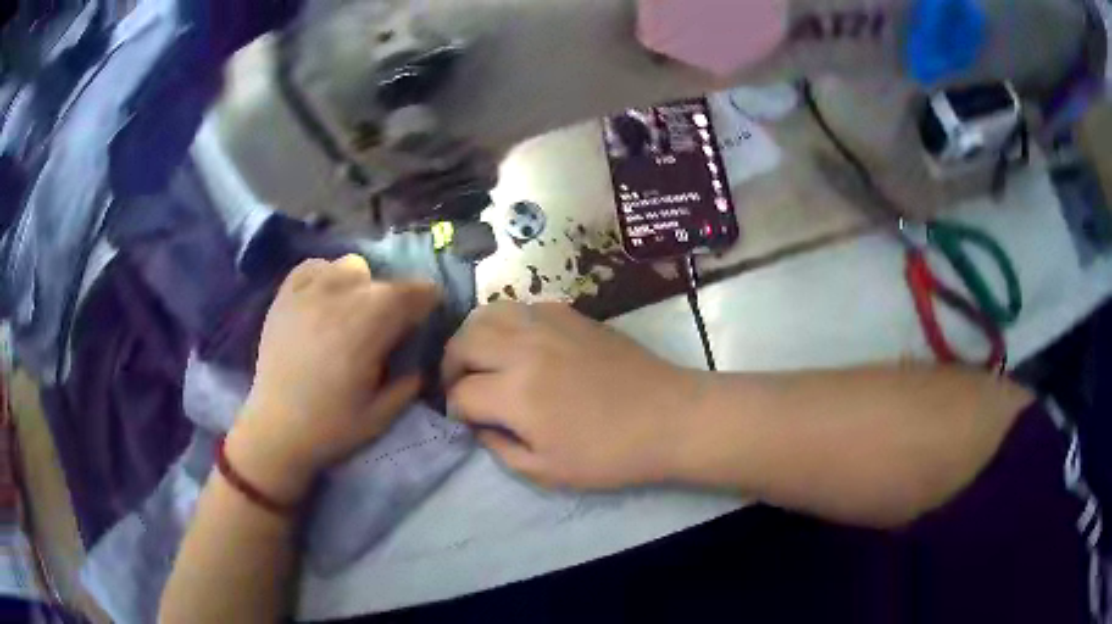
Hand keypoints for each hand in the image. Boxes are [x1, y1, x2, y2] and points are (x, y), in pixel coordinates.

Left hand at [227, 255, 439, 503]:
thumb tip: (419, 358)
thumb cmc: (332, 426)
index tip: (423, 321)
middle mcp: (342, 295)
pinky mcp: (285, 295)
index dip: (427, 304)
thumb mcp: (384, 414)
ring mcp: (309, 290)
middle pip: (384, 281)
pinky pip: (315, 266)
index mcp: (371, 324)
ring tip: (351, 312)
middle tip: (386, 330)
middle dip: (395, 302)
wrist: (276, 430)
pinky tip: (323, 301)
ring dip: (361, 285)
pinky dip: (326, 276)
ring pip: (351, 266)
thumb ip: (410, 381)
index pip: (416, 291)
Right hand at [442, 302, 701, 489]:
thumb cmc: (610, 454)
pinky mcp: (570, 313)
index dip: (454, 409)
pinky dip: (506, 322)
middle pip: (463, 341)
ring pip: (488, 312)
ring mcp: (548, 324)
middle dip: (450, 365)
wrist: (668, 417)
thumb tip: (478, 424)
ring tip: (480, 358)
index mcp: (517, 394)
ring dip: (473, 336)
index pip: (461, 393)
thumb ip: (500, 448)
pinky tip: (517, 343)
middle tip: (460, 385)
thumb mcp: (547, 471)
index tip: (463, 419)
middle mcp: (524, 348)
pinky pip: (522, 306)